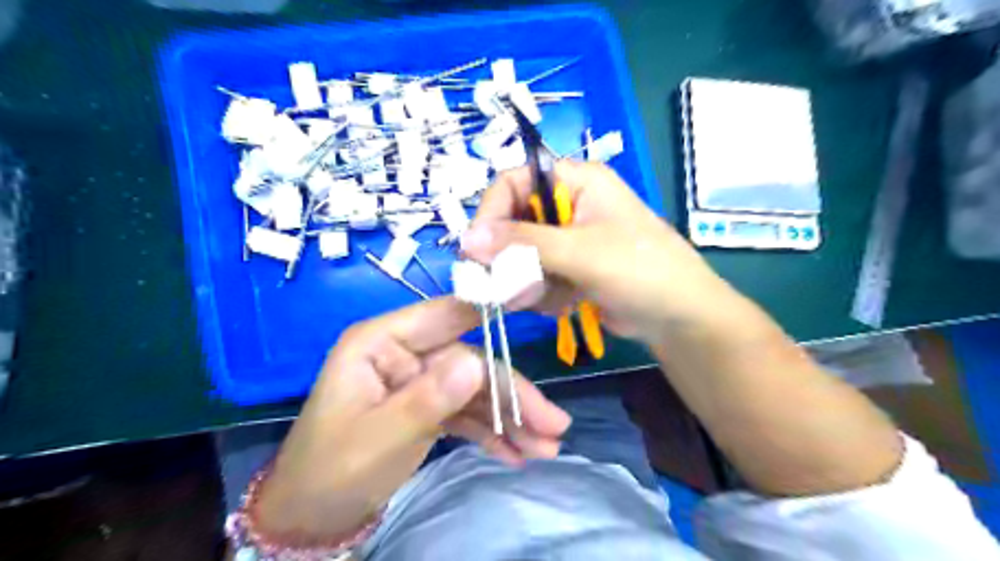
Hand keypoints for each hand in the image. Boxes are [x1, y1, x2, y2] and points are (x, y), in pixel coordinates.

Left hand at [255, 299, 569, 541]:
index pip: (446, 315)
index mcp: (382, 342)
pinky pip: (467, 413)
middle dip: (513, 395)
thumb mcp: (380, 437)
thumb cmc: (332, 471)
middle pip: (472, 361)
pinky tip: (516, 454)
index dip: (491, 309)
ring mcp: (419, 380)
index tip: (537, 310)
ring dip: (510, 419)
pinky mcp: (428, 406)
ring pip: (476, 390)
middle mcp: (406, 353)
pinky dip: (492, 432)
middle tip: (555, 427)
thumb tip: (477, 362)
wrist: (311, 517)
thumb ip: (428, 399)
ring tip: (546, 449)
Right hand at [458, 159, 727, 344]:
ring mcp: (569, 238)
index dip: (491, 212)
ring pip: (521, 254)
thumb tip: (465, 238)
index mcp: (577, 181)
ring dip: (528, 281)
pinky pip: (536, 276)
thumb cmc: (640, 271)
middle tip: (509, 285)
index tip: (476, 249)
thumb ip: (522, 242)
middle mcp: (569, 204)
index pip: (514, 181)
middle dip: (511, 257)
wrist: (679, 318)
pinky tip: (565, 304)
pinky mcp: (570, 268)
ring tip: (552, 298)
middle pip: (513, 221)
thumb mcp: (579, 251)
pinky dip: (543, 294)